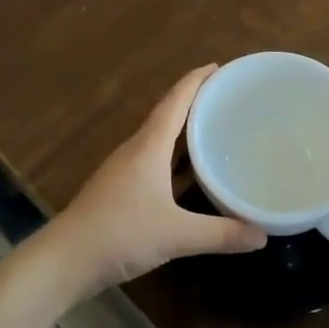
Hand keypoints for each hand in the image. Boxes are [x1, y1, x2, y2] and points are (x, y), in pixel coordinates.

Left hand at [48, 66, 264, 295]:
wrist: (65, 260)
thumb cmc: (120, 234)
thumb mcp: (176, 235)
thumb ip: (221, 234)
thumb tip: (263, 235)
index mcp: (149, 146)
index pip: (176, 101)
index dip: (196, 80)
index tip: (219, 67)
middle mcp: (136, 150)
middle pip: (168, 114)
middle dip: (195, 101)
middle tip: (227, 97)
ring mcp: (124, 170)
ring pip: (159, 139)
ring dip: (184, 129)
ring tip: (214, 127)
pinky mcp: (120, 189)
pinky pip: (154, 160)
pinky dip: (175, 157)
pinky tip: (190, 173)